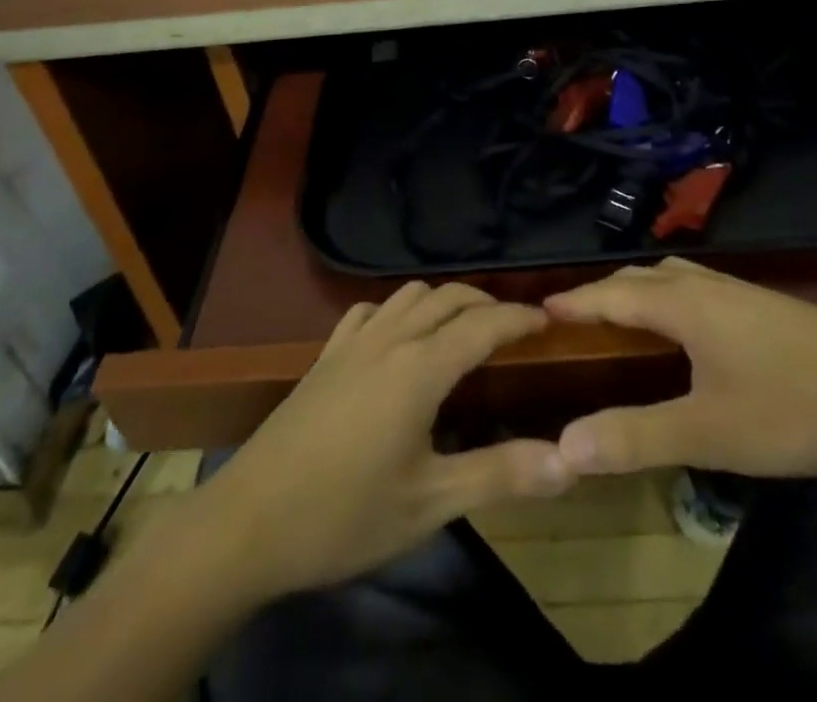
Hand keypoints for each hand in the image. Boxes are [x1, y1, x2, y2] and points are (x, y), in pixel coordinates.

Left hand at [192, 282, 572, 600]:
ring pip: (409, 295)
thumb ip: (500, 475)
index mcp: (420, 368)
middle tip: (514, 327)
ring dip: (444, 300)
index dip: (519, 318)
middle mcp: (390, 339)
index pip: (483, 324)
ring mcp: (352, 342)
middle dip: (486, 303)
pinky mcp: (325, 355)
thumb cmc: (345, 514)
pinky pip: (369, 310)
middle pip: (448, 297)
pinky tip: (397, 336)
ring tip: (464, 326)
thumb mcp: (429, 503)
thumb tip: (568, 461)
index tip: (548, 320)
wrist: (248, 521)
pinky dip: (398, 309)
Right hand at [544, 258, 816, 477]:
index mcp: (683, 305)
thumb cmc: (794, 406)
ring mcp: (736, 291)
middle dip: (600, 293)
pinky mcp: (761, 305)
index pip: (610, 294)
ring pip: (669, 277)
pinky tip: (680, 327)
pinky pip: (693, 286)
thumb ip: (637, 437)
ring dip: (634, 291)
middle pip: (638, 277)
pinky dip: (664, 296)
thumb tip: (563, 447)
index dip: (573, 302)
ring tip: (616, 319)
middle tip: (570, 321)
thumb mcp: (711, 432)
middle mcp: (704, 285)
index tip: (535, 310)